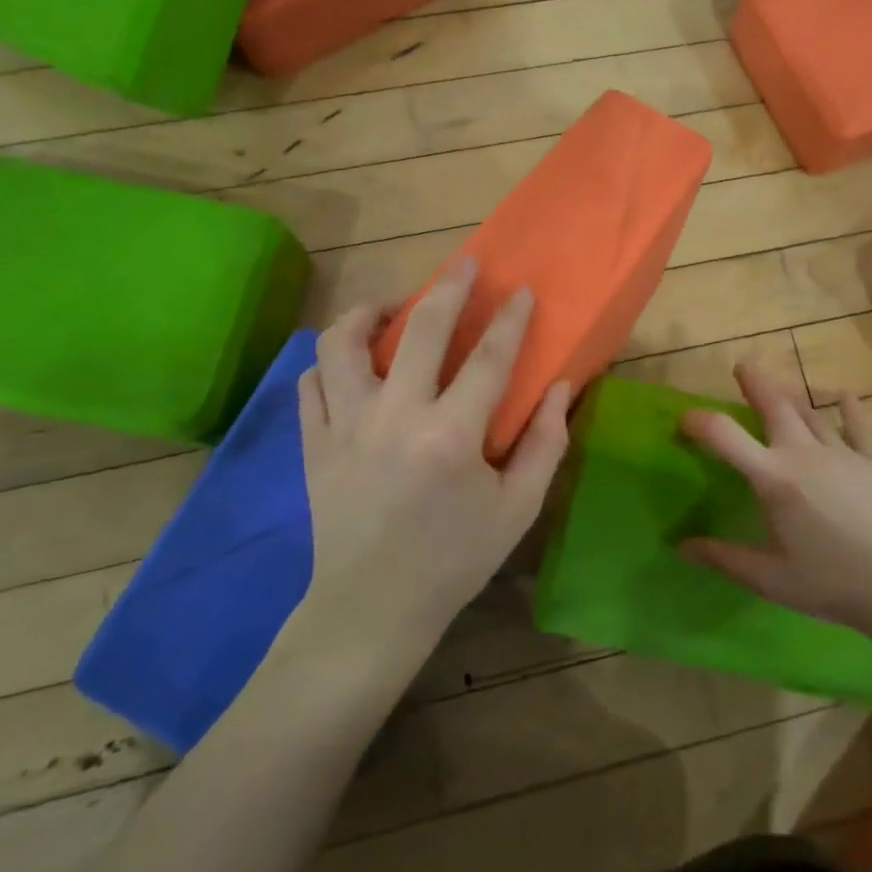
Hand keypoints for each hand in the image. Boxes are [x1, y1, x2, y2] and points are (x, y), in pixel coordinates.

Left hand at [294, 258, 570, 660]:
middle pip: (420, 329)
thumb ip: (545, 445)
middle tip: (464, 264)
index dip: (510, 319)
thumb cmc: (454, 560)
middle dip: (448, 287)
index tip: (521, 291)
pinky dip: (330, 360)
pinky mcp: (313, 443)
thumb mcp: (517, 510)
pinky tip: (352, 362)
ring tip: (392, 308)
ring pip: (343, 343)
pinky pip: (311, 380)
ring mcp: (345, 426)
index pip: (489, 358)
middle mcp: (395, 417)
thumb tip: (560, 388)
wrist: (372, 607)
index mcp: (451, 436)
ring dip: (370, 312)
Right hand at [680, 362, 871, 640]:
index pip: (725, 436)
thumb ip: (723, 558)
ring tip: (781, 385)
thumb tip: (681, 546)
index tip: (684, 419)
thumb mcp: (769, 578)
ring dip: (793, 397)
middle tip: (743, 367)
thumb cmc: (833, 584)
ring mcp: (846, 454)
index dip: (699, 421)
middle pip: (776, 407)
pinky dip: (848, 409)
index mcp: (774, 479)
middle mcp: (806, 454)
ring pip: (813, 414)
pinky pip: (859, 428)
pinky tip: (845, 397)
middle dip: (756, 384)